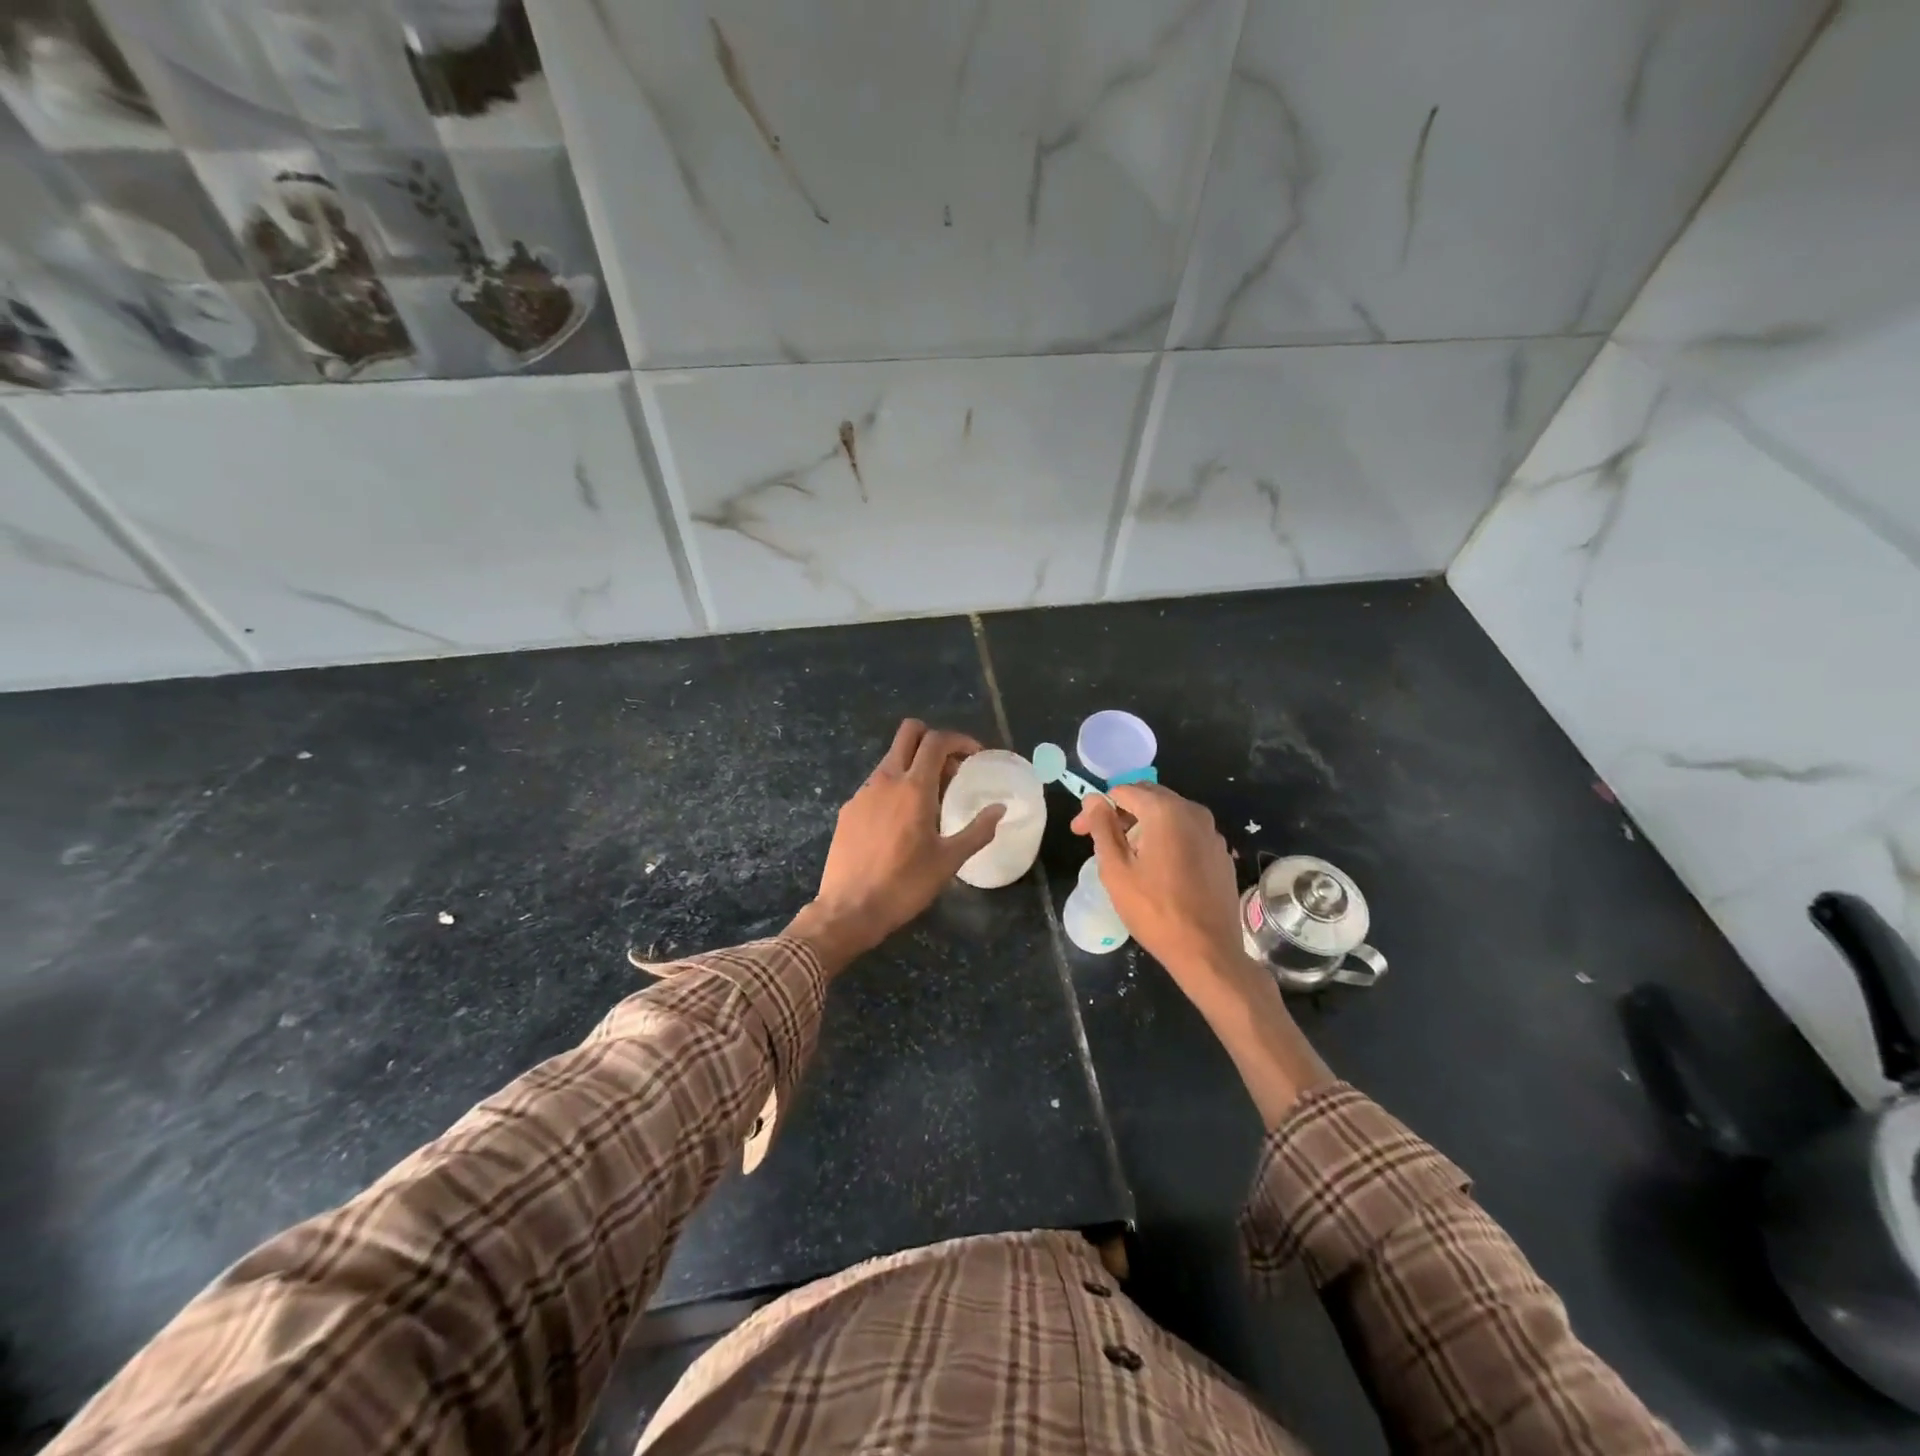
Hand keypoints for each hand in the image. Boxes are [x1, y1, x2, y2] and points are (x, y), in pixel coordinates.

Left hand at [787, 720, 1005, 968]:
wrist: (848, 909)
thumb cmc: (904, 884)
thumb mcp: (949, 861)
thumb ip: (978, 830)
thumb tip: (1000, 809)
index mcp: (914, 788)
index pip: (936, 741)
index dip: (959, 740)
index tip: (974, 755)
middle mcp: (886, 780)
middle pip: (908, 733)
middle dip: (933, 739)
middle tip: (951, 768)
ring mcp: (862, 793)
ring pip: (891, 759)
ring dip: (914, 765)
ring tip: (931, 799)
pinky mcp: (848, 810)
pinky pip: (876, 784)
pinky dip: (894, 787)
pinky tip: (901, 820)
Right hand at [1071, 784, 1247, 984]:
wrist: (1207, 952)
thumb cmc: (1154, 910)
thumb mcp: (1116, 869)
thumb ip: (1103, 827)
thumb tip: (1093, 800)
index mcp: (1166, 811)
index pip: (1122, 792)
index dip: (1096, 809)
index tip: (1080, 832)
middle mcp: (1194, 812)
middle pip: (1148, 797)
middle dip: (1120, 813)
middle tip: (1098, 839)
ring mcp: (1212, 833)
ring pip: (1169, 815)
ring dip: (1143, 825)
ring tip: (1125, 853)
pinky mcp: (1221, 853)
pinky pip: (1187, 834)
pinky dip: (1166, 839)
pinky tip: (1157, 867)